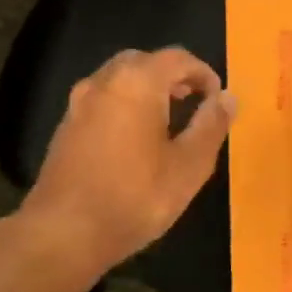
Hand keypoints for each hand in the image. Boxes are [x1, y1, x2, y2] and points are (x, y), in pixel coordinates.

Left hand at [20, 47, 235, 278]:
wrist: (63, 233)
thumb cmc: (136, 197)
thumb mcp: (189, 166)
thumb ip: (211, 125)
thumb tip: (228, 97)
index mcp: (137, 83)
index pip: (178, 58)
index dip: (204, 74)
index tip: (218, 100)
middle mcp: (104, 82)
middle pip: (144, 62)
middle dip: (173, 77)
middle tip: (194, 104)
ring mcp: (79, 104)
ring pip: (119, 79)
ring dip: (147, 90)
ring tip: (168, 122)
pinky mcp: (65, 127)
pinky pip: (103, 101)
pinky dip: (125, 106)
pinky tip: (136, 141)